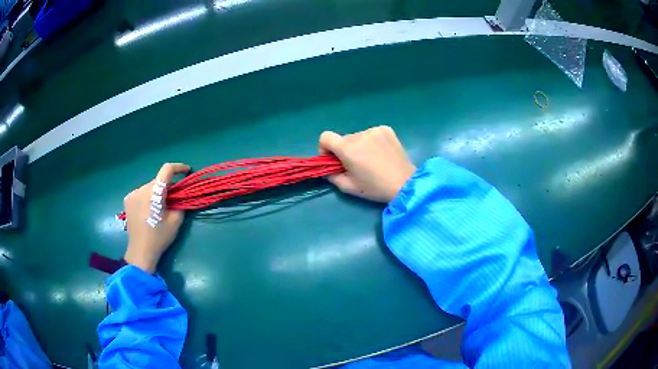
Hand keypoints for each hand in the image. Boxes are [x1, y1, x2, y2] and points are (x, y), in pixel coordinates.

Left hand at [123, 163, 190, 272]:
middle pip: (158, 180)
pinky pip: (141, 192)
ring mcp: (132, 194)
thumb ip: (180, 203)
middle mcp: (141, 189)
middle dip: (167, 186)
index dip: (178, 167)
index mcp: (154, 193)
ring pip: (149, 187)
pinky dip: (148, 197)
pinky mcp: (127, 199)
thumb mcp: (176, 221)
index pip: (166, 170)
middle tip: (174, 199)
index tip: (187, 171)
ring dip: (156, 192)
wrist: (140, 251)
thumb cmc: (159, 237)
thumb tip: (180, 195)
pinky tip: (148, 210)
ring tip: (159, 207)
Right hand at [319, 126, 415, 202]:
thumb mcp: (348, 187)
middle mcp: (359, 135)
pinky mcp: (386, 129)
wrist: (405, 184)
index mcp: (348, 148)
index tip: (333, 159)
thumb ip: (331, 175)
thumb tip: (327, 168)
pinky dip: (372, 141)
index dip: (325, 148)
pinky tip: (381, 153)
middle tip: (356, 164)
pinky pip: (371, 133)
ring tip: (372, 160)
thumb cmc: (375, 188)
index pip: (325, 137)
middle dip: (345, 150)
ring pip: (357, 136)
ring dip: (359, 146)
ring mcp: (374, 130)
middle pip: (343, 139)